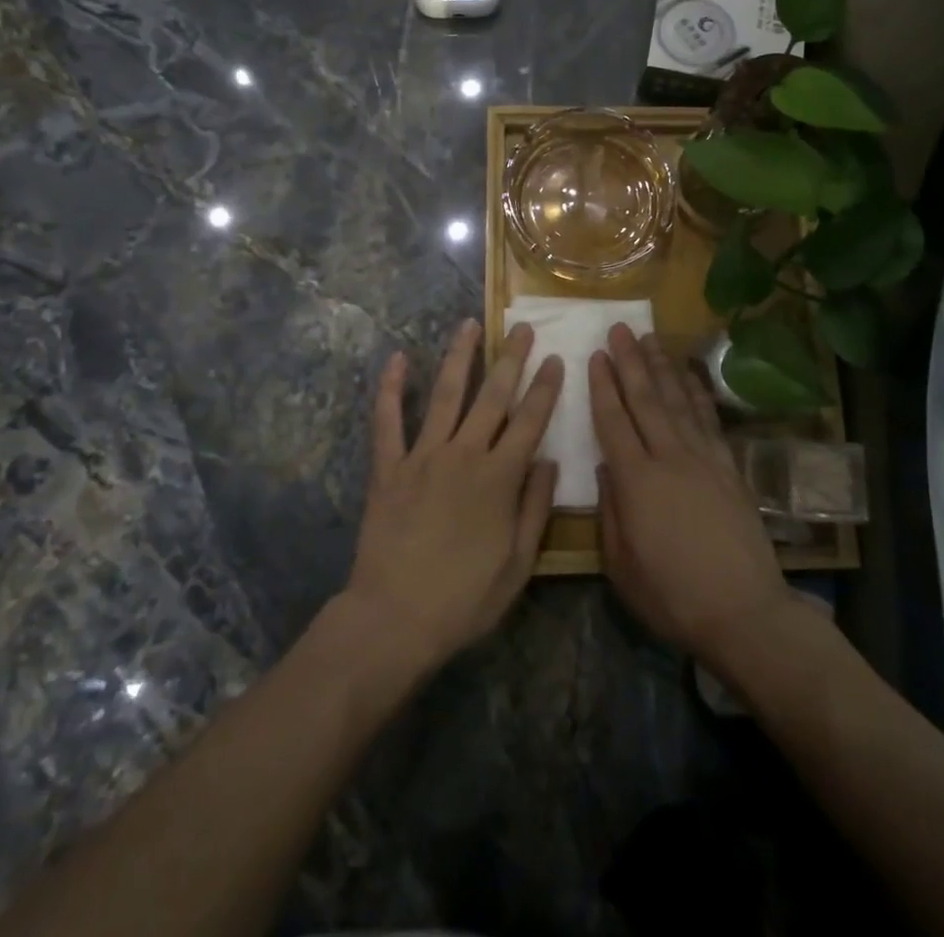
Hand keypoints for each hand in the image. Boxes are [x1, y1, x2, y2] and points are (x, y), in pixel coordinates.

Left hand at [342, 320, 562, 672]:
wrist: (394, 619)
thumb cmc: (463, 599)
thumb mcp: (518, 565)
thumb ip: (535, 508)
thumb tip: (549, 462)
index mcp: (499, 478)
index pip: (530, 421)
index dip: (545, 388)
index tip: (556, 358)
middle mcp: (464, 454)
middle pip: (493, 396)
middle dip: (511, 359)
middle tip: (523, 328)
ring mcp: (422, 456)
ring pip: (445, 394)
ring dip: (459, 356)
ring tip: (470, 324)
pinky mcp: (389, 467)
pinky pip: (387, 420)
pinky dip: (390, 388)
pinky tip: (397, 358)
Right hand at [592, 324, 789, 666]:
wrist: (744, 612)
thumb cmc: (673, 597)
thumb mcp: (622, 566)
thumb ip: (609, 513)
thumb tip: (607, 469)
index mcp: (637, 483)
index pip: (614, 422)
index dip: (603, 387)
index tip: (596, 355)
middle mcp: (669, 459)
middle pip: (646, 400)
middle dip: (630, 362)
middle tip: (620, 329)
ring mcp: (703, 459)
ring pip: (678, 401)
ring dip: (662, 367)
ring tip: (651, 338)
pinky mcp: (729, 468)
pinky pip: (709, 419)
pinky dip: (698, 392)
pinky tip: (690, 374)